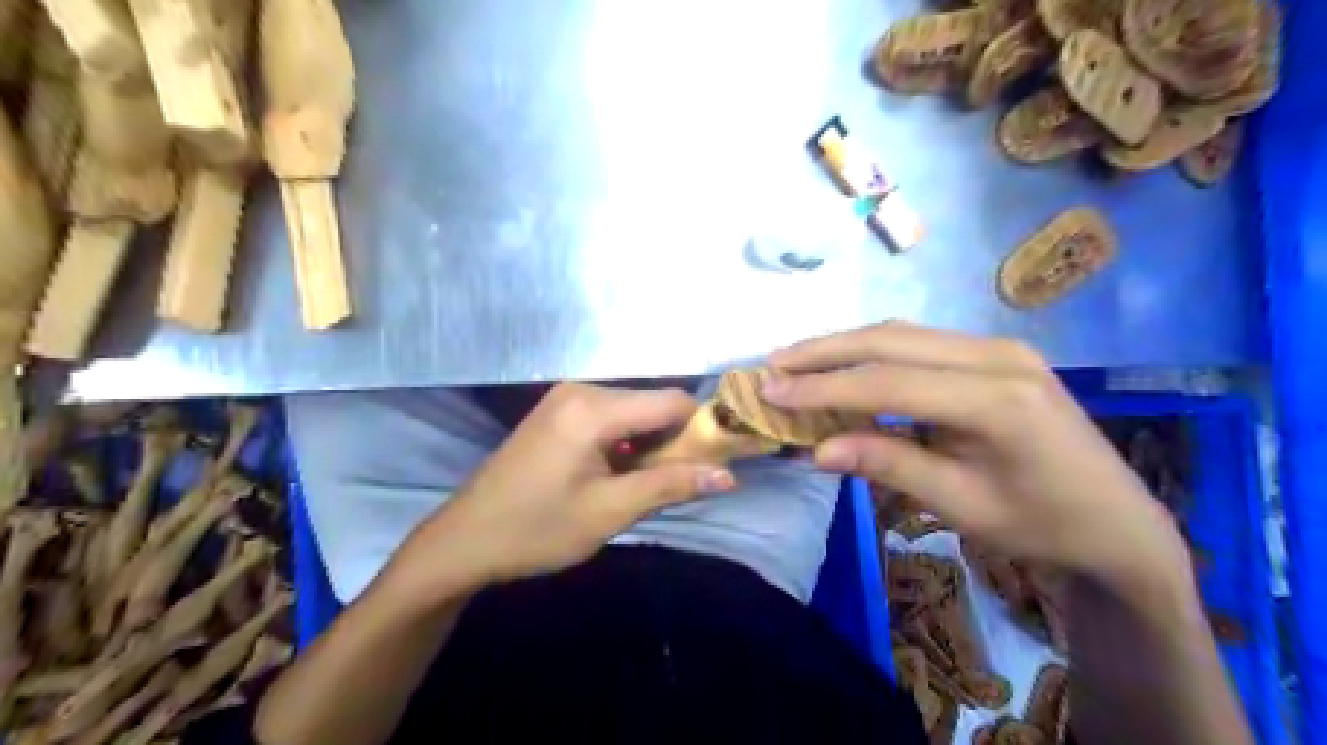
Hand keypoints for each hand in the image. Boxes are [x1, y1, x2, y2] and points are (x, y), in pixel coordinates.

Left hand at [384, 384, 736, 598]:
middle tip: (679, 482)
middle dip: (675, 439)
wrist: (463, 540)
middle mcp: (581, 390)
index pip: (672, 401)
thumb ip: (670, 485)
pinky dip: (626, 442)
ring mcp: (565, 398)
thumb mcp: (609, 512)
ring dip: (650, 443)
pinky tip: (618, 474)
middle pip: (652, 404)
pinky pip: (609, 417)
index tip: (715, 463)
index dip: (701, 428)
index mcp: (593, 408)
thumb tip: (728, 475)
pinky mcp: (557, 412)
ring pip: (633, 412)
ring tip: (646, 484)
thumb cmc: (536, 529)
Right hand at [770, 322, 1191, 595]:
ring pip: (902, 334)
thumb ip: (888, 465)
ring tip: (797, 362)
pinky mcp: (996, 354)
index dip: (822, 387)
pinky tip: (846, 365)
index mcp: (995, 399)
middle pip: (890, 340)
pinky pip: (921, 343)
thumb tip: (816, 449)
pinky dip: (874, 353)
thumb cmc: (1042, 525)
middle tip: (772, 365)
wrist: (1118, 522)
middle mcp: (996, 356)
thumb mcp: (961, 504)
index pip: (887, 381)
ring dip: (845, 346)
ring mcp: (999, 348)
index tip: (770, 391)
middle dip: (824, 352)